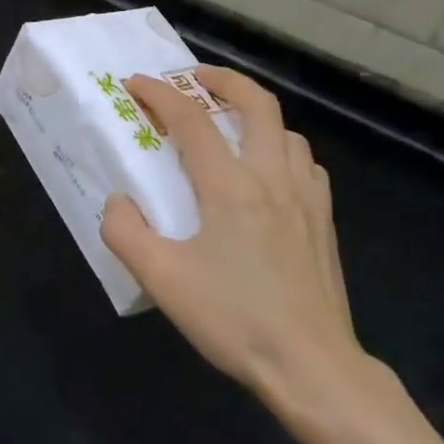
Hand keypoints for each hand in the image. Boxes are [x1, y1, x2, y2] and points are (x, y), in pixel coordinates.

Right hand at [100, 67, 378, 431]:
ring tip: (230, 125)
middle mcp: (272, 177)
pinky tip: (270, 173)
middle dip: (222, 79)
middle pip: (257, 103)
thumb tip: (120, 201)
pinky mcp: (324, 221)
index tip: (135, 83)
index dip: (159, 93)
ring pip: (286, 131)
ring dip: (255, 115)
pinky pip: (305, 164)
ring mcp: (306, 197)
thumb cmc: (234, 319)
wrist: (312, 366)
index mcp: (230, 186)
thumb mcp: (162, 279)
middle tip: (195, 77)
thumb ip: (126, 232)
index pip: (190, 120)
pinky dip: (282, 149)